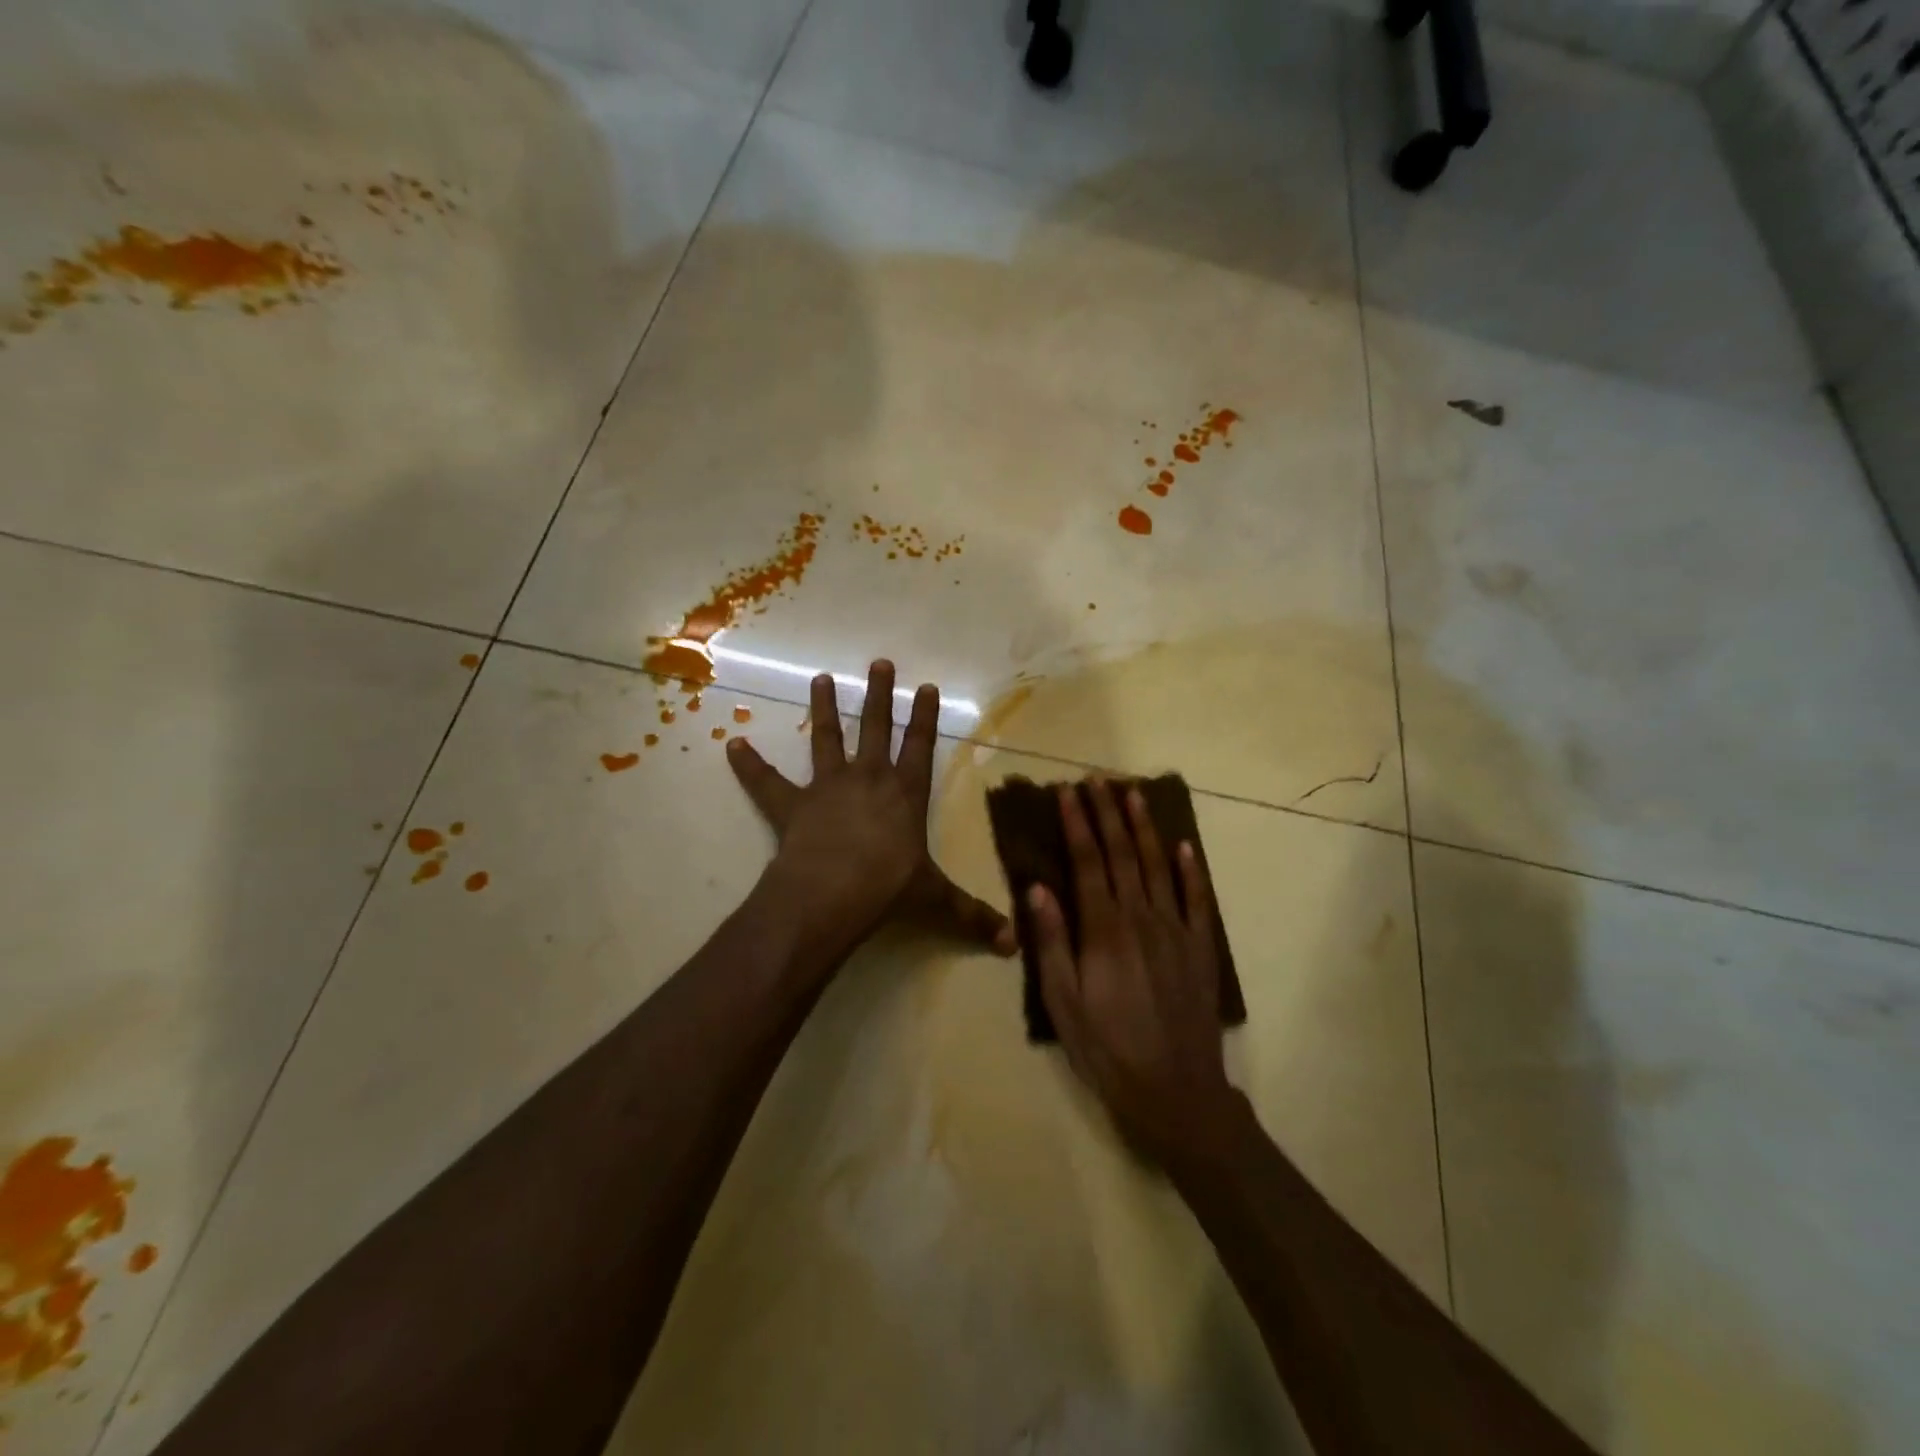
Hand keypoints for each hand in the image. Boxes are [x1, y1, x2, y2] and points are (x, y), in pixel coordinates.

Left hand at [727, 660, 1016, 968]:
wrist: (833, 893)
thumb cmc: (889, 888)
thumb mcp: (936, 900)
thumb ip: (972, 916)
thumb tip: (1012, 944)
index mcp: (905, 793)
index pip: (920, 746)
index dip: (924, 717)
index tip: (925, 686)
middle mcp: (869, 778)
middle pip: (876, 727)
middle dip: (879, 694)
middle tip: (879, 663)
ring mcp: (828, 787)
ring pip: (828, 739)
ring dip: (825, 709)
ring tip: (820, 679)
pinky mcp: (792, 804)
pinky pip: (767, 781)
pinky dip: (750, 765)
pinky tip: (733, 745)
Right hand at [1028, 780, 1239, 1166]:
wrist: (1174, 1091)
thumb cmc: (1107, 1048)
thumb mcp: (1063, 1002)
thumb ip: (1051, 941)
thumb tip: (1036, 888)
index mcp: (1103, 929)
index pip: (1087, 862)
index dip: (1076, 823)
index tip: (1067, 792)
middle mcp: (1141, 918)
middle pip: (1122, 854)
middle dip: (1107, 813)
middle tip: (1097, 779)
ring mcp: (1176, 930)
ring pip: (1158, 866)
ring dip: (1144, 827)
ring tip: (1134, 794)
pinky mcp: (1200, 947)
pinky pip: (1196, 899)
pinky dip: (1190, 869)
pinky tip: (1183, 845)